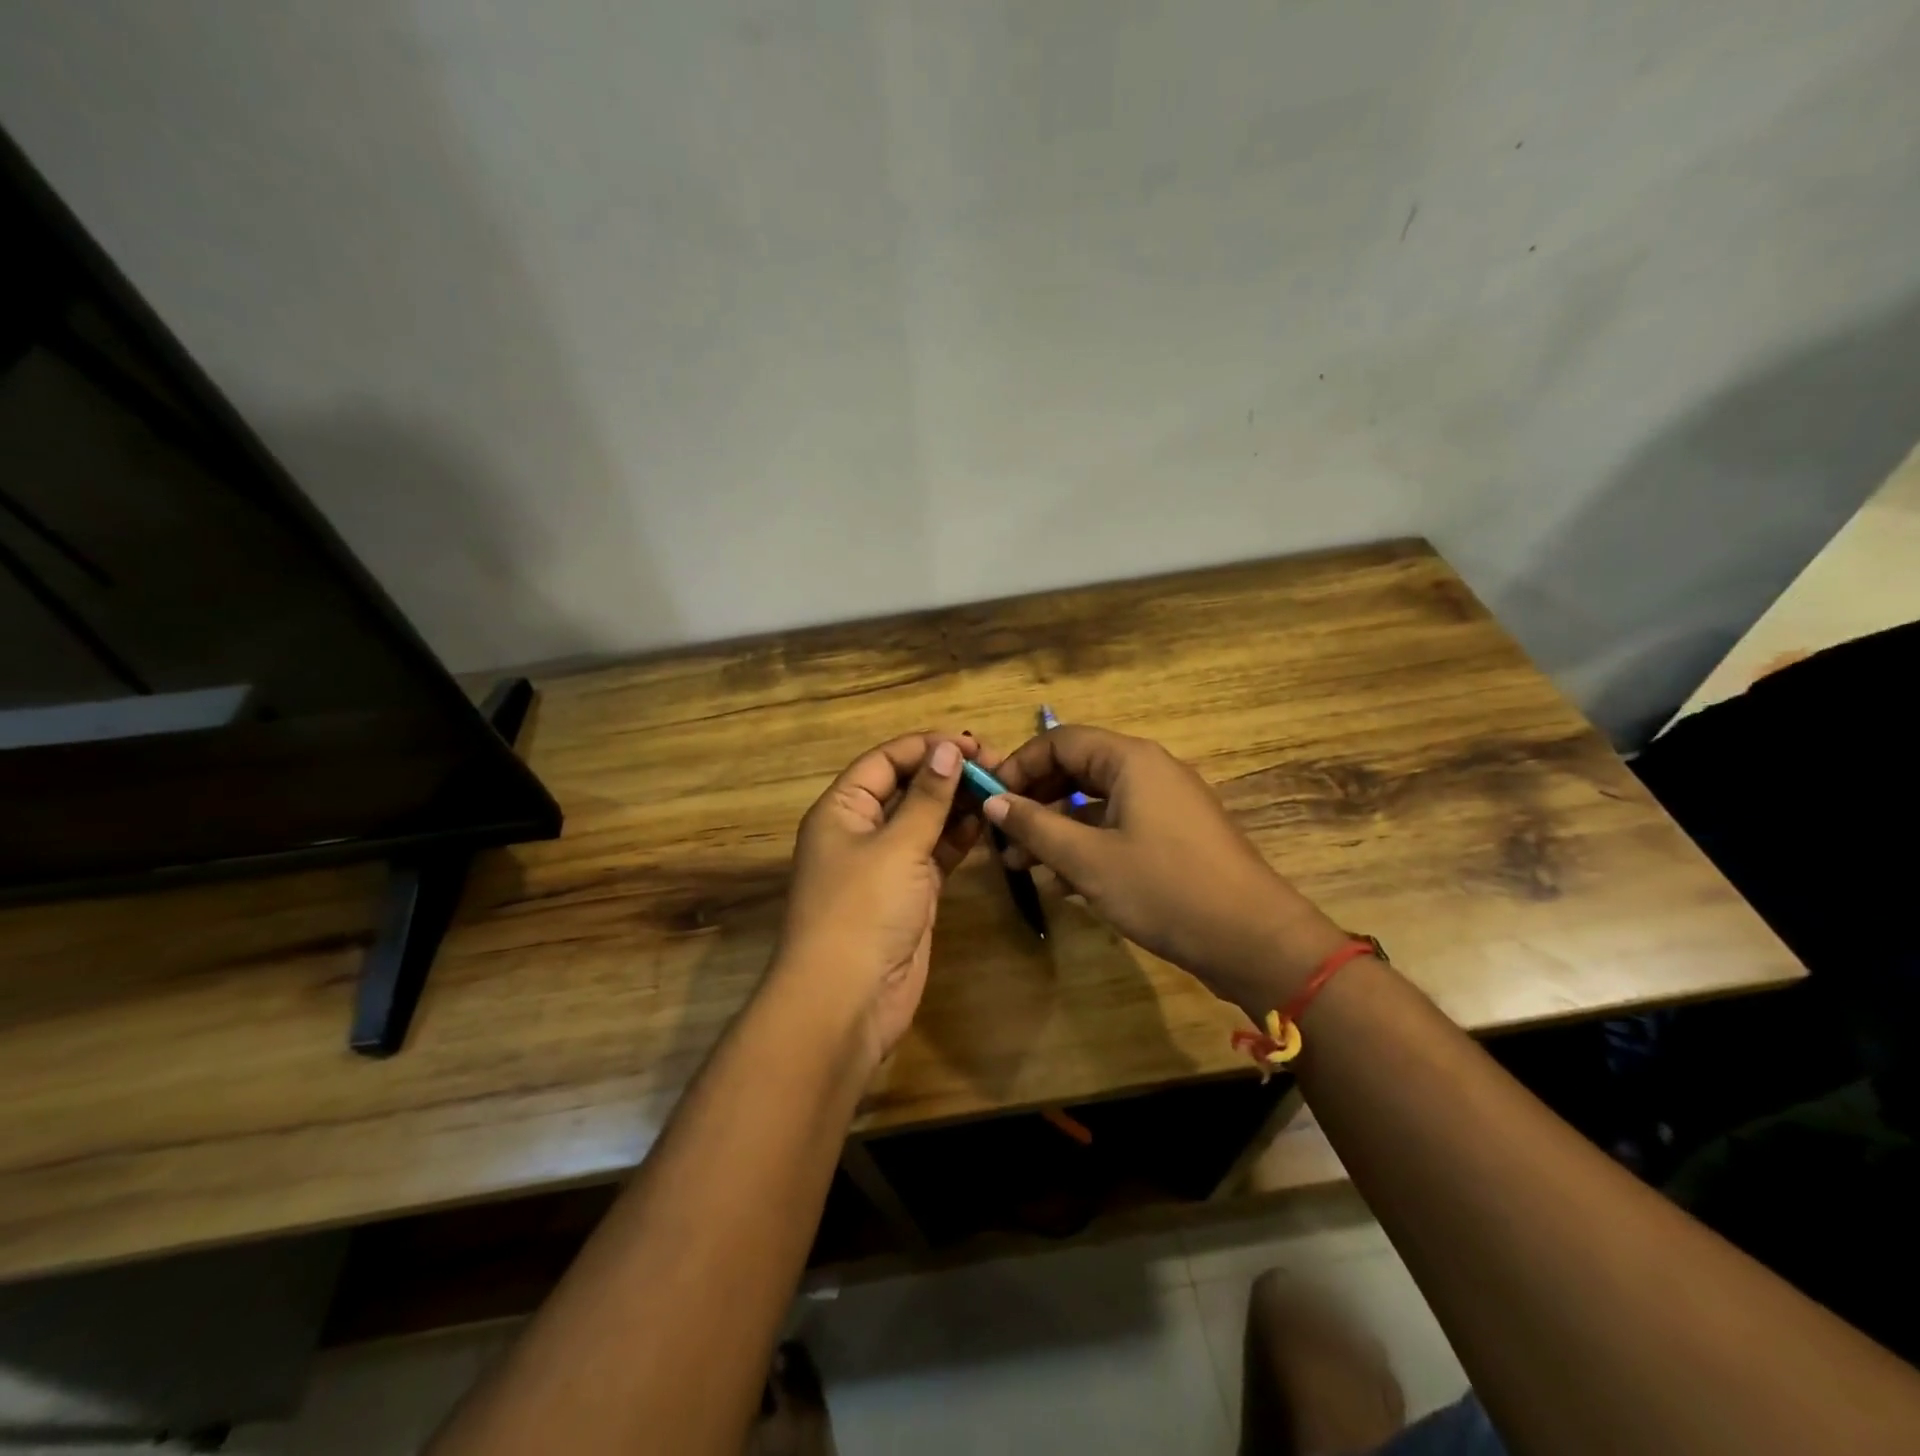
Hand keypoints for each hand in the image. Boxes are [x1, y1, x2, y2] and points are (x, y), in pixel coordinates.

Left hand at [776, 731, 987, 1064]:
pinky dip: (959, 838)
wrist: (847, 1000)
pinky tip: (988, 823)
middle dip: (947, 774)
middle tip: (998, 767)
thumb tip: (949, 749)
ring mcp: (886, 864)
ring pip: (925, 821)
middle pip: (907, 787)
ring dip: (958, 804)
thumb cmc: (863, 910)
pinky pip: (935, 853)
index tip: (973, 744)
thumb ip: (927, 798)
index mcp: (842, 809)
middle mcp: (861, 830)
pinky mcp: (909, 892)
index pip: (885, 761)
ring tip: (1001, 790)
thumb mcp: (897, 847)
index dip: (926, 747)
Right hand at [984, 725, 1347, 1014]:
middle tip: (1003, 838)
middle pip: (1076, 770)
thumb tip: (993, 801)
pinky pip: (1118, 828)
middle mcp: (1149, 771)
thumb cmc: (1164, 889)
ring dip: (1057, 831)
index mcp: (1130, 760)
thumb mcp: (1087, 859)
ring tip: (1023, 868)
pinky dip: (1087, 847)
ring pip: (1096, 804)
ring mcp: (1166, 804)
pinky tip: (1062, 884)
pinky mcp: (1175, 836)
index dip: (1019, 767)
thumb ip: (1035, 826)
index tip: (989, 801)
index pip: (1059, 741)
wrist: (1253, 940)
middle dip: (1035, 803)